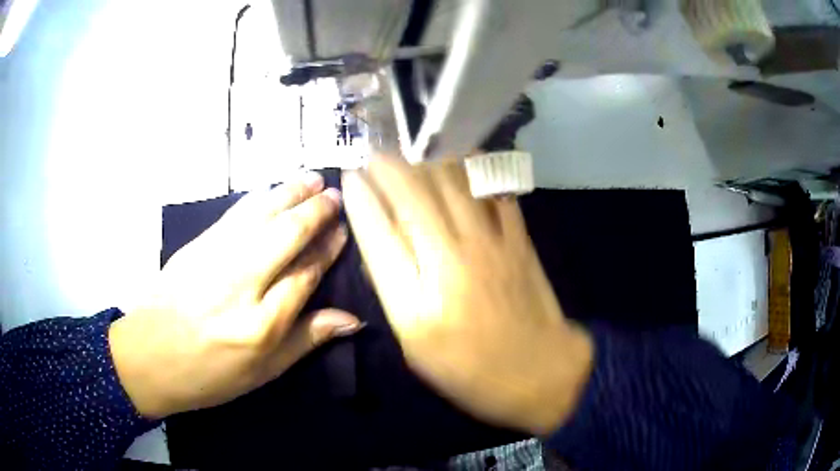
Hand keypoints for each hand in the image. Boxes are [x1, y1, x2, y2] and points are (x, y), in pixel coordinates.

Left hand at [109, 173, 361, 418]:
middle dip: (315, 211)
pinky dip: (258, 198)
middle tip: (335, 196)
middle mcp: (241, 284)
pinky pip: (234, 214)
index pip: (305, 274)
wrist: (148, 356)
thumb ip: (306, 340)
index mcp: (262, 325)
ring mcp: (215, 258)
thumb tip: (352, 319)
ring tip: (313, 179)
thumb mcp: (263, 372)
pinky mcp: (196, 245)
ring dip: (290, 193)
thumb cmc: (209, 374)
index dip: (328, 249)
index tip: (343, 231)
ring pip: (261, 215)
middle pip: (286, 235)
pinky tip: (272, 189)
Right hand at [343, 155, 592, 434]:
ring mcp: (490, 245)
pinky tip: (459, 153)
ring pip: (451, 182)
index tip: (350, 175)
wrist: (538, 372)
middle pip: (411, 195)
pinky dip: (474, 165)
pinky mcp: (518, 238)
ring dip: (424, 157)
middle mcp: (451, 262)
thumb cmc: (469, 369)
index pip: (377, 232)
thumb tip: (379, 243)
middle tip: (373, 150)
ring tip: (407, 145)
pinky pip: (493, 188)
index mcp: (417, 301)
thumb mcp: (415, 344)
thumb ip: (393, 292)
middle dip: (386, 165)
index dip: (360, 197)